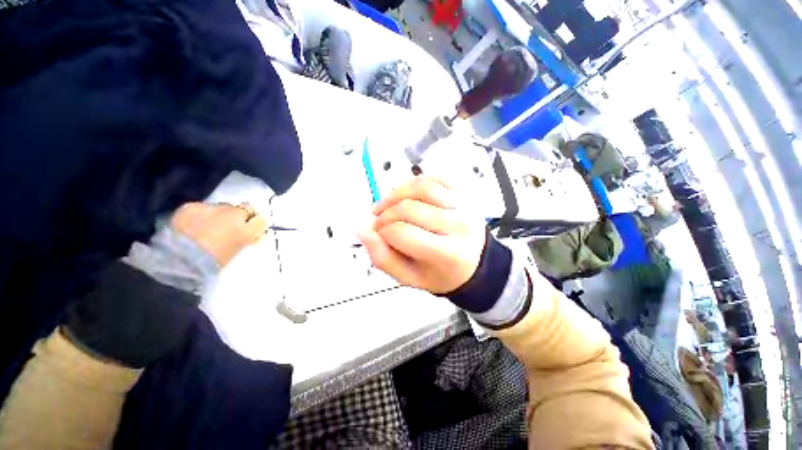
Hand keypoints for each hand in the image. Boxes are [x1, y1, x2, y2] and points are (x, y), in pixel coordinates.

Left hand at [171, 202, 267, 266]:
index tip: (251, 229)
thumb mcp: (237, 252)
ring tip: (210, 225)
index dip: (256, 224)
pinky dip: (201, 213)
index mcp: (246, 230)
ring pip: (224, 206)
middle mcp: (233, 215)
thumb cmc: (212, 263)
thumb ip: (249, 240)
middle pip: (246, 207)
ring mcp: (212, 208)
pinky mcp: (192, 206)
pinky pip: (202, 206)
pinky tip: (193, 224)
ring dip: (222, 213)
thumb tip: (257, 236)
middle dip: (242, 214)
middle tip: (233, 225)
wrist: (176, 261)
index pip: (261, 220)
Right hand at [359, 176, 486, 293]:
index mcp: (447, 254)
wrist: (472, 264)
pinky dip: (414, 182)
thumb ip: (382, 257)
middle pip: (408, 208)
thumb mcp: (409, 277)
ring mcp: (464, 205)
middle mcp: (459, 225)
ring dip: (395, 194)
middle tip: (379, 221)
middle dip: (384, 214)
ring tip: (388, 205)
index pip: (401, 232)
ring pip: (420, 187)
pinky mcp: (463, 192)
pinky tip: (407, 195)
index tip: (378, 236)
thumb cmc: (440, 274)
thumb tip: (362, 228)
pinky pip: (433, 177)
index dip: (381, 232)